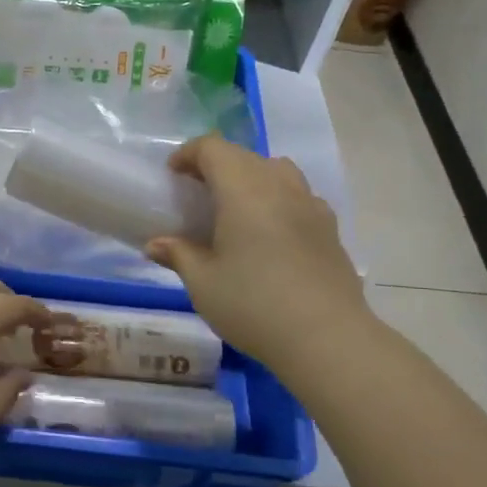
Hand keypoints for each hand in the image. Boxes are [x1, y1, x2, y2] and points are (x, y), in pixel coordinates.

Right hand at [146, 135, 369, 368]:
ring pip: (277, 171)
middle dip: (216, 166)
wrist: (327, 338)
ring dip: (251, 178)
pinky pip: (299, 197)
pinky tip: (271, 234)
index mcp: (243, 189)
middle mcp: (279, 185)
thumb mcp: (203, 283)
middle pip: (244, 156)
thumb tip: (156, 245)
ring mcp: (311, 205)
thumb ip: (179, 255)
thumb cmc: (254, 304)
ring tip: (236, 209)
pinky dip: (278, 200)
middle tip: (197, 195)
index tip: (172, 176)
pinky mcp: (330, 228)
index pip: (213, 148)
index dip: (189, 154)